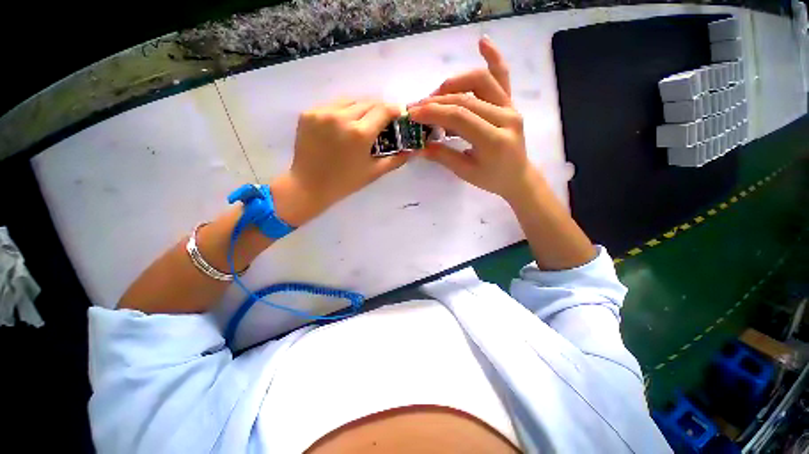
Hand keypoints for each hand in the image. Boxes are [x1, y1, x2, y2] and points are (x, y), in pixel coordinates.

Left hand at [271, 100, 408, 225]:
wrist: (308, 186)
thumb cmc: (345, 182)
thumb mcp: (374, 173)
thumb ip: (396, 159)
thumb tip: (412, 151)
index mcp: (359, 133)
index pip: (383, 109)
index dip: (394, 110)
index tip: (398, 115)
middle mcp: (341, 116)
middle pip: (368, 101)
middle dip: (379, 109)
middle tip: (382, 121)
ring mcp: (322, 112)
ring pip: (349, 100)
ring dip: (361, 108)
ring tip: (362, 122)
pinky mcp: (308, 113)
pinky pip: (332, 105)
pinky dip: (342, 111)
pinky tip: (343, 125)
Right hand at [408, 37, 536, 201]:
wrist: (517, 176)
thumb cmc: (491, 179)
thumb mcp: (465, 172)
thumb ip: (442, 156)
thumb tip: (418, 146)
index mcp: (494, 140)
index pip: (460, 116)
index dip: (434, 112)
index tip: (413, 113)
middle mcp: (505, 117)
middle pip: (466, 98)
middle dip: (437, 101)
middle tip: (417, 107)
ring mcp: (510, 107)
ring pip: (481, 81)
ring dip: (454, 83)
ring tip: (437, 95)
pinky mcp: (511, 103)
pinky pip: (502, 77)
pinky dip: (493, 58)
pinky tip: (481, 42)